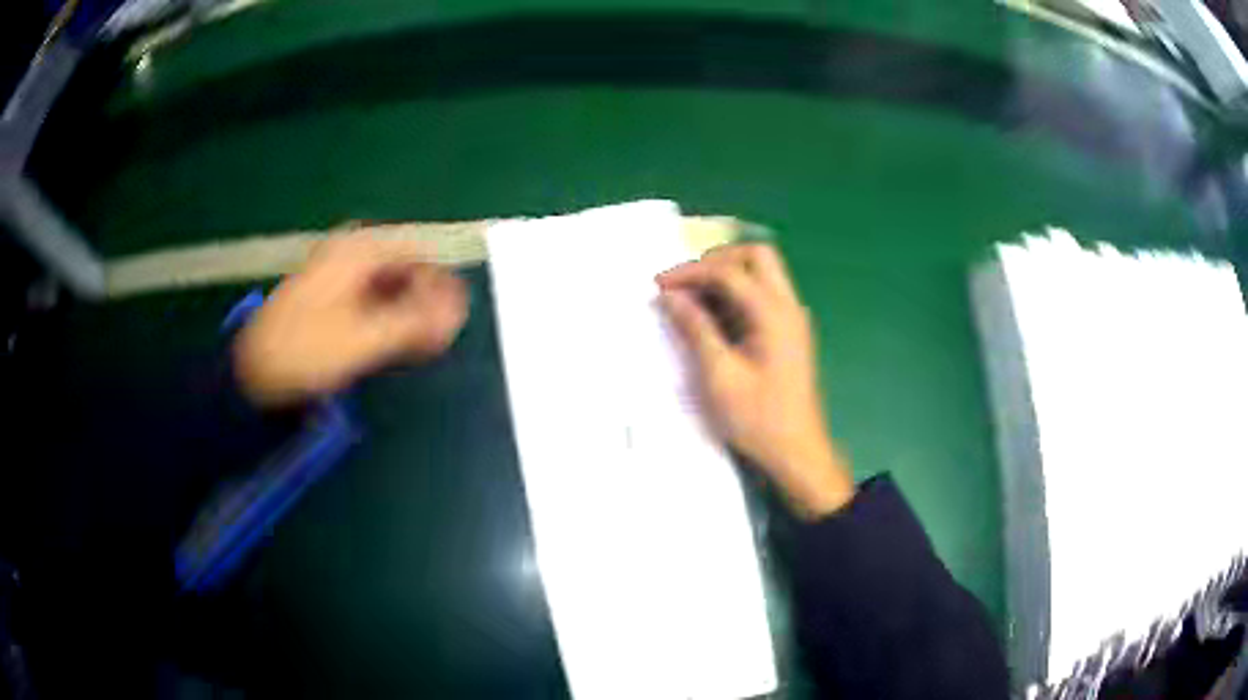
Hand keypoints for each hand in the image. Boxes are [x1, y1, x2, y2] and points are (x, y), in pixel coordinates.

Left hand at [233, 233, 468, 407]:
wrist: (252, 372)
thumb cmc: (306, 349)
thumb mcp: (365, 337)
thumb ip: (416, 322)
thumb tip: (460, 309)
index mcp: (357, 250)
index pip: (418, 253)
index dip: (440, 285)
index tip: (452, 319)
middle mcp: (350, 254)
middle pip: (403, 269)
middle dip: (424, 301)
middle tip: (437, 338)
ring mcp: (338, 276)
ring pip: (388, 287)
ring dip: (407, 313)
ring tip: (419, 346)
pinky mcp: (330, 299)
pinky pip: (371, 301)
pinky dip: (386, 320)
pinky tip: (393, 344)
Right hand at [657, 244, 853, 518]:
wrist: (797, 452)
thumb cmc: (757, 418)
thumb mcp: (719, 375)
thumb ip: (695, 329)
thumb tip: (671, 297)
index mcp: (774, 314)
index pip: (729, 272)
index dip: (690, 273)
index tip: (658, 286)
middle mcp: (788, 307)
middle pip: (756, 256)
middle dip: (716, 261)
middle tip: (684, 283)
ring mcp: (791, 319)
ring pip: (761, 273)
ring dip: (725, 277)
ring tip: (691, 301)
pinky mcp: (788, 333)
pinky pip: (762, 296)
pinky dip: (735, 296)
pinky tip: (711, 318)